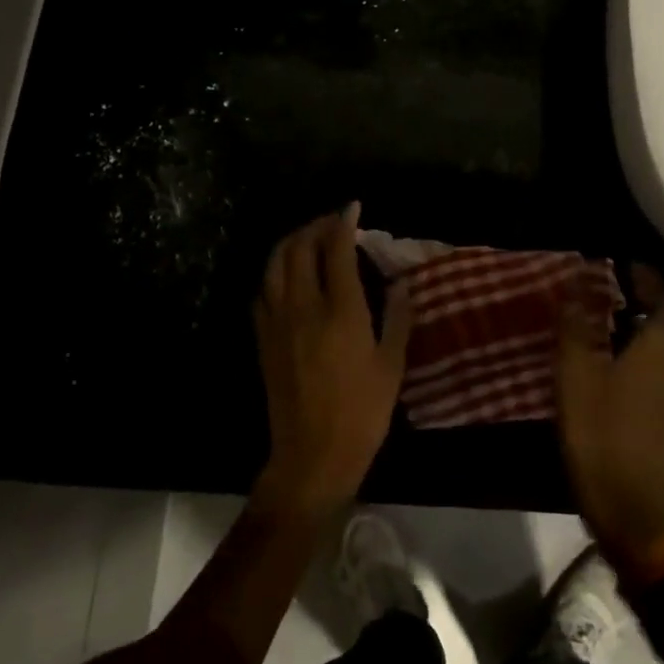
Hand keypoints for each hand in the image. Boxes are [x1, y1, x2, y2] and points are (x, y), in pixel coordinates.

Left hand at [252, 204, 410, 519]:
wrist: (312, 456)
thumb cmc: (362, 413)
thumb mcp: (391, 365)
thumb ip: (396, 317)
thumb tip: (400, 282)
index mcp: (341, 310)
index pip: (337, 249)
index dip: (344, 222)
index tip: (353, 208)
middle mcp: (304, 306)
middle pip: (299, 247)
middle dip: (315, 226)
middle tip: (332, 222)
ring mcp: (278, 321)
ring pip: (275, 264)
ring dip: (291, 242)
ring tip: (308, 239)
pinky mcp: (263, 338)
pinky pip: (264, 291)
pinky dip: (276, 272)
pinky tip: (287, 276)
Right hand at [556, 266, 663, 571]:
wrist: (632, 504)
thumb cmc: (598, 432)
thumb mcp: (574, 375)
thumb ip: (575, 325)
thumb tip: (576, 285)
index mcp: (663, 345)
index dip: (650, 278)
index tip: (628, 269)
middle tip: (641, 298)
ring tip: (653, 328)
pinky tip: (662, 367)